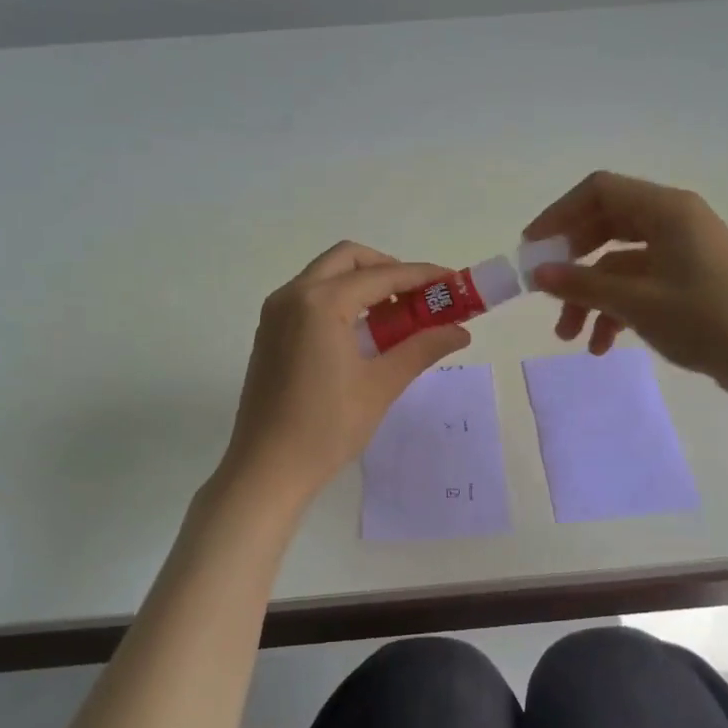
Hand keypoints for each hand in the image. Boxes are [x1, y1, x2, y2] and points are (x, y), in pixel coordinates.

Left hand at [220, 241, 471, 505]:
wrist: (266, 469)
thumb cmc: (326, 428)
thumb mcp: (381, 385)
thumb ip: (422, 348)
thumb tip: (460, 331)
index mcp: (321, 302)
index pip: (381, 275)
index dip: (421, 276)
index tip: (453, 281)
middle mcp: (293, 294)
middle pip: (349, 259)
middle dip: (388, 269)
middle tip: (420, 296)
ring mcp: (276, 311)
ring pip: (327, 274)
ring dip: (363, 283)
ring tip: (397, 315)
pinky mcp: (269, 331)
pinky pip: (310, 296)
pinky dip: (341, 298)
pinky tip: (363, 331)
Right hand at [523, 171, 727, 399]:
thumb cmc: (707, 321)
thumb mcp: (637, 303)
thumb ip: (582, 285)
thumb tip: (538, 273)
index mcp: (667, 209)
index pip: (599, 190)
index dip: (559, 214)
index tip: (532, 249)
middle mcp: (675, 221)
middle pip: (606, 225)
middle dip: (572, 262)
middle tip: (546, 291)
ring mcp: (684, 251)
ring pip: (619, 261)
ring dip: (590, 295)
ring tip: (569, 336)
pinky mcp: (690, 281)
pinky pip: (640, 283)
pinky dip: (616, 308)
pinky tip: (601, 345)